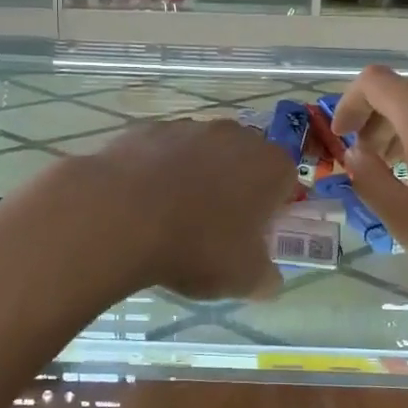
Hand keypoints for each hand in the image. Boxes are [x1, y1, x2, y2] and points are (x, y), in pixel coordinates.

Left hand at [74, 119, 296, 300]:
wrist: (123, 216)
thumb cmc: (198, 246)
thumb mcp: (244, 279)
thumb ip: (265, 278)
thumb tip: (269, 279)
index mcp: (269, 165)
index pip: (285, 180)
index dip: (273, 207)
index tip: (254, 234)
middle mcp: (234, 135)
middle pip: (243, 160)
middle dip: (234, 187)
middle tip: (215, 226)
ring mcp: (189, 127)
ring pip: (202, 152)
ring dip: (195, 176)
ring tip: (172, 216)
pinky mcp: (148, 129)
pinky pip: (163, 151)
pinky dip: (158, 169)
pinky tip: (142, 201)